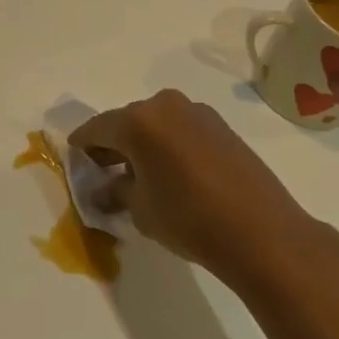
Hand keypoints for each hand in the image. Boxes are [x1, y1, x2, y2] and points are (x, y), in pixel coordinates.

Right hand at [70, 89, 316, 285]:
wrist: (263, 232)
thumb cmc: (190, 219)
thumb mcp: (140, 210)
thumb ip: (115, 191)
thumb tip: (102, 189)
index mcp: (138, 121)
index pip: (97, 128)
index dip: (82, 144)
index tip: (74, 157)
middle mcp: (165, 105)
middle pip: (126, 121)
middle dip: (113, 144)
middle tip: (104, 169)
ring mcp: (196, 112)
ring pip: (155, 123)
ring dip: (142, 143)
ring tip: (139, 173)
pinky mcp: (220, 125)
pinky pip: (180, 129)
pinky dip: (168, 144)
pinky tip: (170, 171)